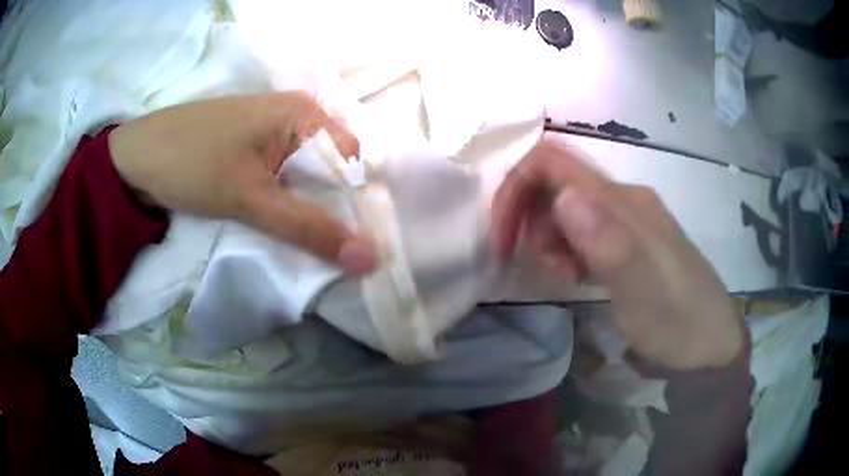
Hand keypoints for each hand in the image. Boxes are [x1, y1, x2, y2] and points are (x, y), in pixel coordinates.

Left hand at [109, 92, 375, 274]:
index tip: (355, 246)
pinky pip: (283, 176)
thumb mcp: (250, 199)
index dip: (356, 204)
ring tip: (308, 244)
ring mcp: (270, 130)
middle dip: (331, 210)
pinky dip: (286, 202)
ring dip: (307, 209)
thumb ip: (309, 229)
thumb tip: (370, 260)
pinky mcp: (251, 147)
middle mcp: (293, 116)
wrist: (135, 159)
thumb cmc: (191, 164)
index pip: (351, 162)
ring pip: (305, 176)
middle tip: (334, 253)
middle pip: (330, 169)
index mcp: (303, 113)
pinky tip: (280, 223)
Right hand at [492, 138, 741, 369]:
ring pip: (566, 206)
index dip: (516, 189)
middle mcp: (624, 199)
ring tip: (565, 278)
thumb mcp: (644, 294)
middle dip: (530, 220)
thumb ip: (610, 245)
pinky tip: (577, 276)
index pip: (553, 163)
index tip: (503, 240)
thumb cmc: (678, 323)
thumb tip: (567, 197)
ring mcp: (627, 219)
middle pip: (556, 182)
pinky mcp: (628, 239)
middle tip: (544, 267)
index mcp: (625, 203)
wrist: (710, 344)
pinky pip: (582, 228)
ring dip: (548, 238)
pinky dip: (566, 248)